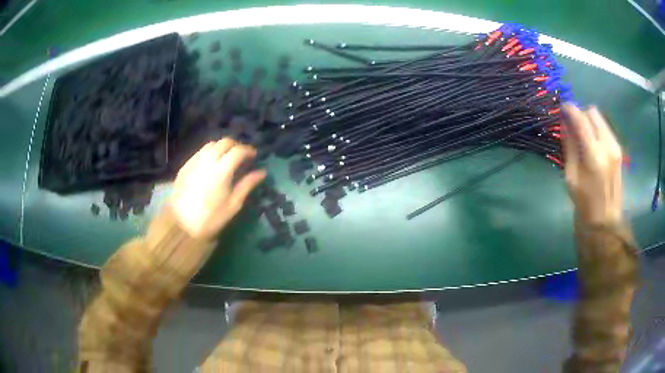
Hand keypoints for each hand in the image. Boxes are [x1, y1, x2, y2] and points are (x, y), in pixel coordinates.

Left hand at [170, 139, 265, 238]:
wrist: (181, 225)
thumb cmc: (211, 218)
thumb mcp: (233, 205)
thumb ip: (247, 185)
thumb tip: (262, 172)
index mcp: (222, 170)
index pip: (238, 150)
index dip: (248, 150)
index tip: (254, 156)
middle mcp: (207, 160)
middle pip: (224, 142)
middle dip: (235, 145)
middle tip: (241, 156)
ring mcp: (194, 162)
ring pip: (210, 145)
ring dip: (221, 147)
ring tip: (226, 158)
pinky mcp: (185, 166)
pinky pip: (199, 153)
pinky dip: (209, 153)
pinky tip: (210, 165)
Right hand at [562, 104, 622, 224]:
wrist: (606, 221)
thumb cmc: (585, 204)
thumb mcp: (571, 177)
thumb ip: (570, 147)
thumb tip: (565, 124)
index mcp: (594, 155)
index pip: (581, 118)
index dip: (569, 109)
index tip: (561, 109)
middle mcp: (607, 145)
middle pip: (592, 112)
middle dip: (581, 114)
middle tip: (573, 125)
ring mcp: (615, 147)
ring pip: (600, 118)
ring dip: (589, 121)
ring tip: (582, 135)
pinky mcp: (618, 150)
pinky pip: (605, 128)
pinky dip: (596, 128)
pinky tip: (592, 143)